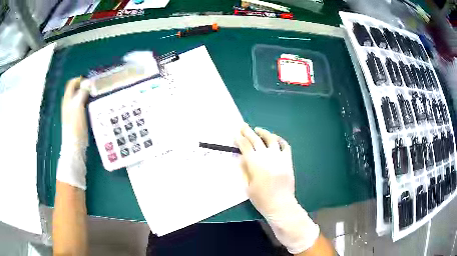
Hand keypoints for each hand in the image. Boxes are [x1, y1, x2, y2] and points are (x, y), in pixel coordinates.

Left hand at [61, 77, 89, 144]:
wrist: (74, 144)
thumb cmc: (75, 125)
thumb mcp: (78, 106)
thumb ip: (82, 92)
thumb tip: (89, 82)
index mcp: (67, 99)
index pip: (72, 83)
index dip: (80, 79)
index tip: (90, 81)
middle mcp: (69, 103)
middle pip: (76, 89)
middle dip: (85, 86)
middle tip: (95, 87)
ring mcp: (72, 111)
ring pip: (79, 97)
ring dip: (87, 94)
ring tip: (96, 94)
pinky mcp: (77, 118)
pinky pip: (82, 105)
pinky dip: (88, 102)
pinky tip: (94, 105)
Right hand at [235, 124, 294, 216]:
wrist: (280, 204)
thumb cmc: (261, 199)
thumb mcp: (247, 186)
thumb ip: (244, 170)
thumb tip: (242, 158)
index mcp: (255, 164)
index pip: (246, 146)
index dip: (240, 139)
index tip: (236, 134)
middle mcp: (267, 157)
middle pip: (256, 140)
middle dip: (248, 132)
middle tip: (243, 126)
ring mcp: (279, 157)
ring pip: (271, 139)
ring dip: (263, 132)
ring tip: (257, 129)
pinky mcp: (288, 160)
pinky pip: (285, 146)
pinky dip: (280, 140)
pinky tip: (275, 138)